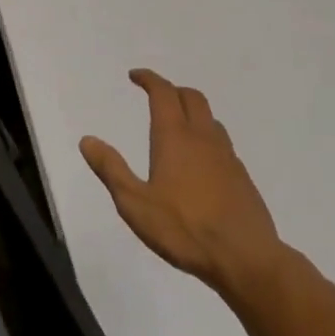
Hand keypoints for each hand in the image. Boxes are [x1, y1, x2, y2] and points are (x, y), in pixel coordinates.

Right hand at [80, 69, 287, 293]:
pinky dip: (207, 138)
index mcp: (175, 137)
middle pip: (192, 97)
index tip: (135, 76)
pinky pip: (222, 144)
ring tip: (178, 126)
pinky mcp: (242, 177)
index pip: (163, 93)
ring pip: (210, 119)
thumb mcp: (135, 204)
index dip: (149, 79)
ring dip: (192, 112)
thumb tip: (87, 140)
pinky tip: (200, 163)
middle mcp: (203, 138)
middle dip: (172, 90)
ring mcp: (227, 156)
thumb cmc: (185, 229)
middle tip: (156, 96)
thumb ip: (111, 169)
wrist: (247, 259)